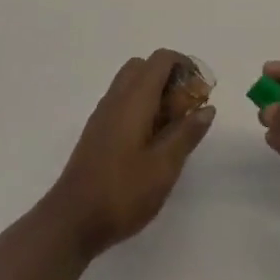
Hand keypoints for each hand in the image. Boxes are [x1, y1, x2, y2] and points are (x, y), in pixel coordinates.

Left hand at [43, 49, 215, 260]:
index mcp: (134, 99)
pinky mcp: (97, 131)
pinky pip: (122, 102)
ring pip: (132, 84)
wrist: (72, 220)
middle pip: (144, 67)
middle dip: (170, 78)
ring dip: (156, 94)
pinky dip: (141, 107)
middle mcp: (116, 98)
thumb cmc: (123, 192)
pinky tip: (152, 142)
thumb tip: (207, 107)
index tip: (202, 90)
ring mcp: (103, 114)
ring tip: (173, 128)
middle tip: (187, 108)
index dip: (185, 65)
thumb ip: (187, 133)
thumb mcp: (164, 166)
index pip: (160, 59)